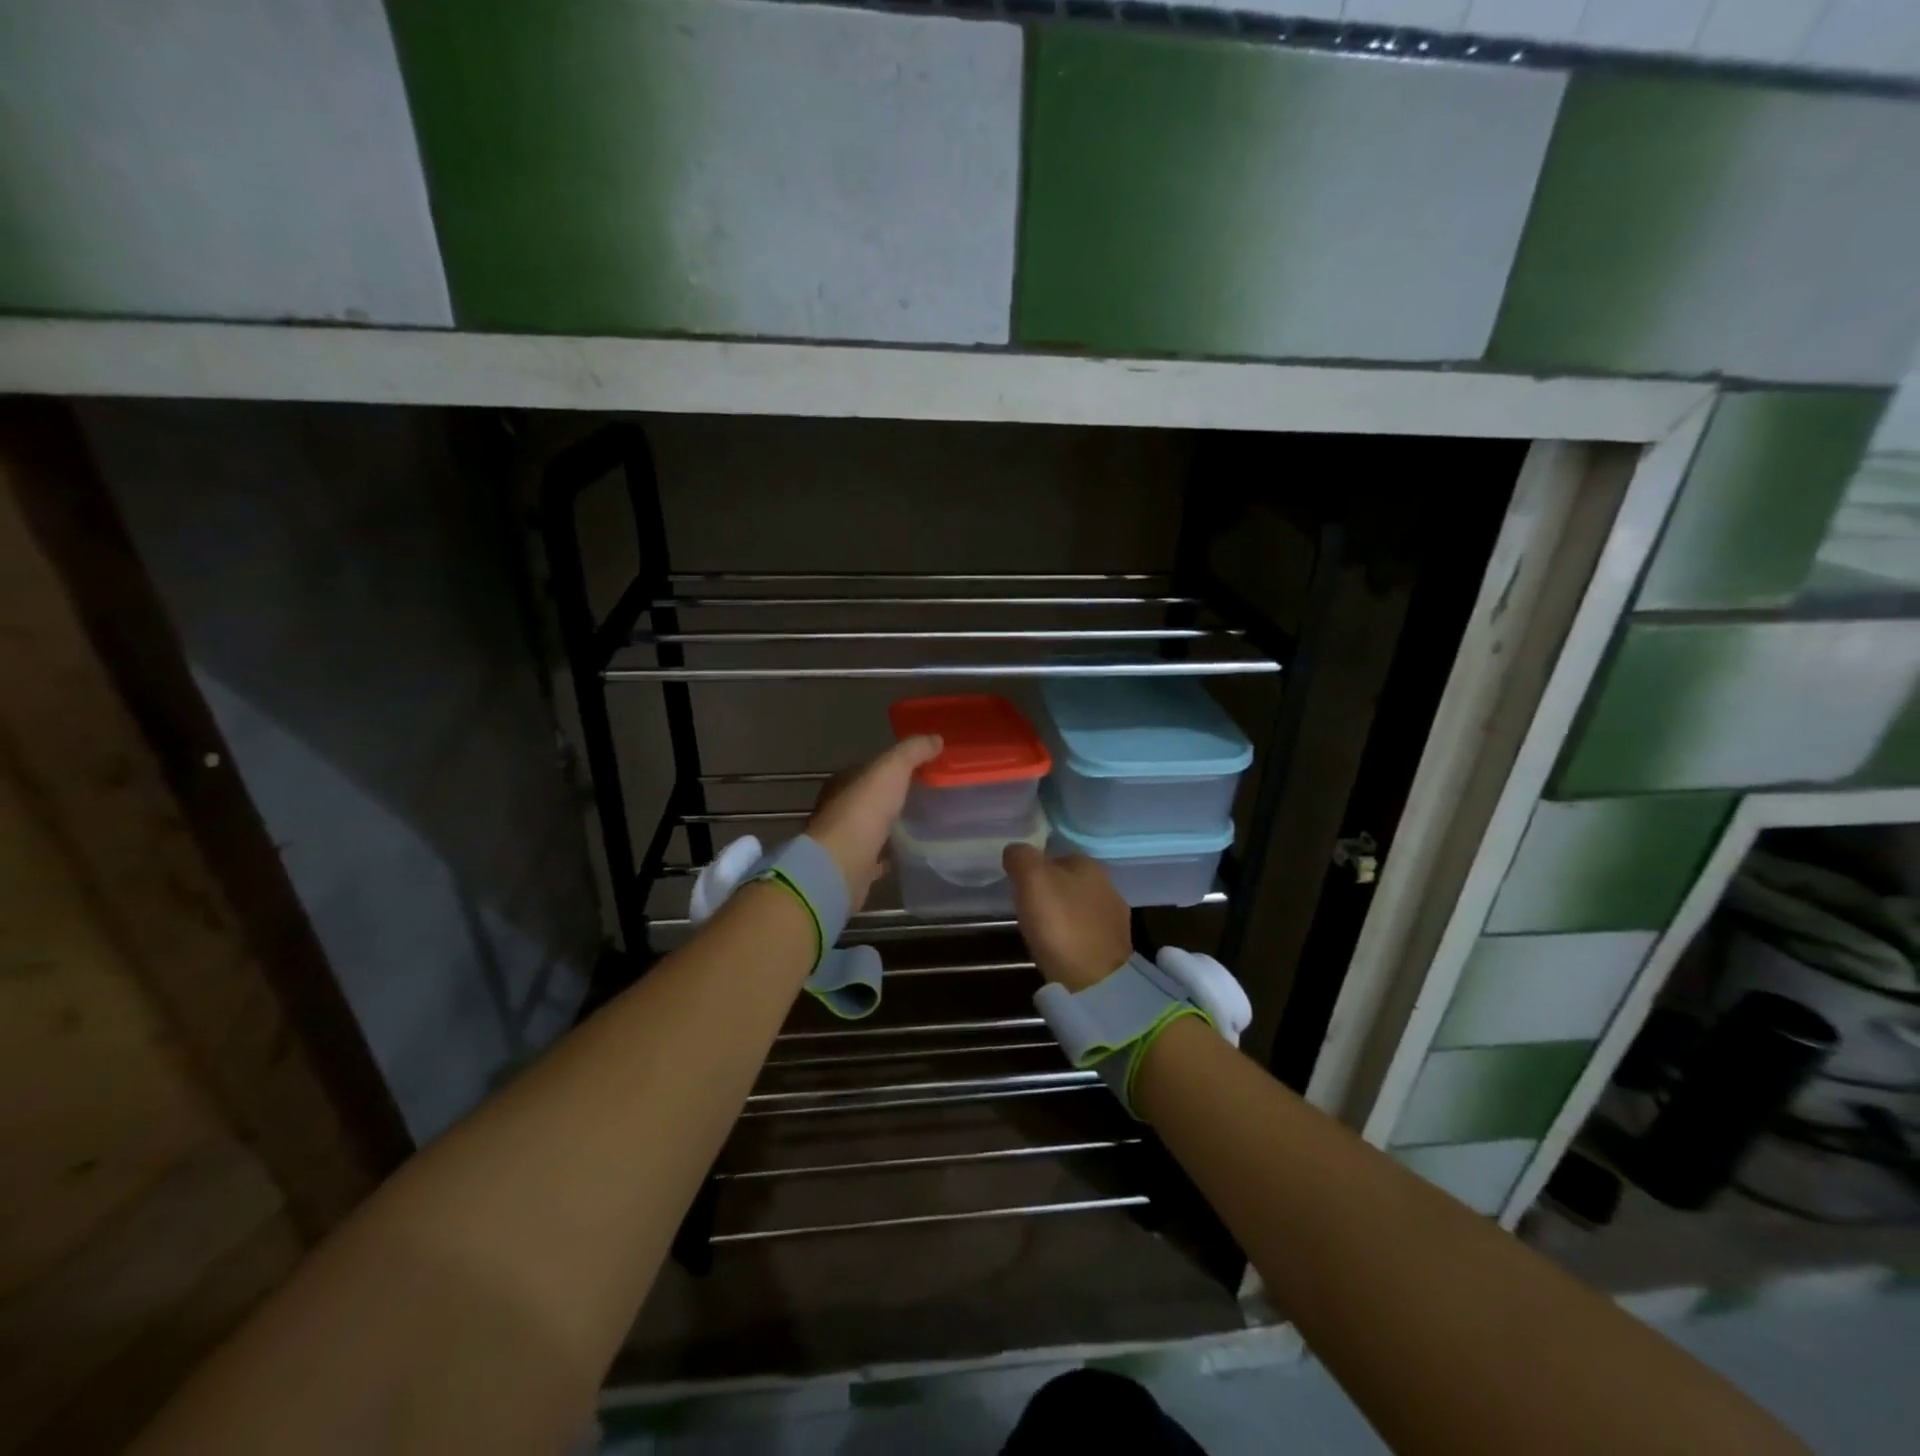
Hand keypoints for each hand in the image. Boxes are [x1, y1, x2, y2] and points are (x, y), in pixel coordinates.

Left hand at [806, 735, 941, 910]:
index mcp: (843, 782)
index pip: (869, 768)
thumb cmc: (864, 810)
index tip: (921, 768)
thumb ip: (912, 751)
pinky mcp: (853, 867)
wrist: (842, 865)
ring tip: (920, 822)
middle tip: (925, 795)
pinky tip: (907, 853)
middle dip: (892, 796)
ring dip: (890, 824)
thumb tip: (935, 739)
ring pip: (871, 827)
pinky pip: (875, 857)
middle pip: (870, 798)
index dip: (893, 766)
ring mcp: (844, 840)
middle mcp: (839, 809)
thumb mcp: (891, 769)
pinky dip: (888, 854)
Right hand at [1002, 844, 1132, 992]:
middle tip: (1027, 907)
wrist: (1095, 981)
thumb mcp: (1032, 881)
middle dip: (1051, 891)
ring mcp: (1115, 919)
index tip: (1020, 885)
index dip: (1036, 868)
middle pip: (1070, 882)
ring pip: (1080, 907)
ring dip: (1062, 914)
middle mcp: (1108, 886)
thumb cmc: (1061, 923)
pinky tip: (1059, 947)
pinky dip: (1072, 936)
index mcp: (1090, 865)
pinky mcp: (1114, 948)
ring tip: (1040, 929)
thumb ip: (1022, 858)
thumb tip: (1015, 850)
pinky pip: (1086, 932)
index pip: (1058, 856)